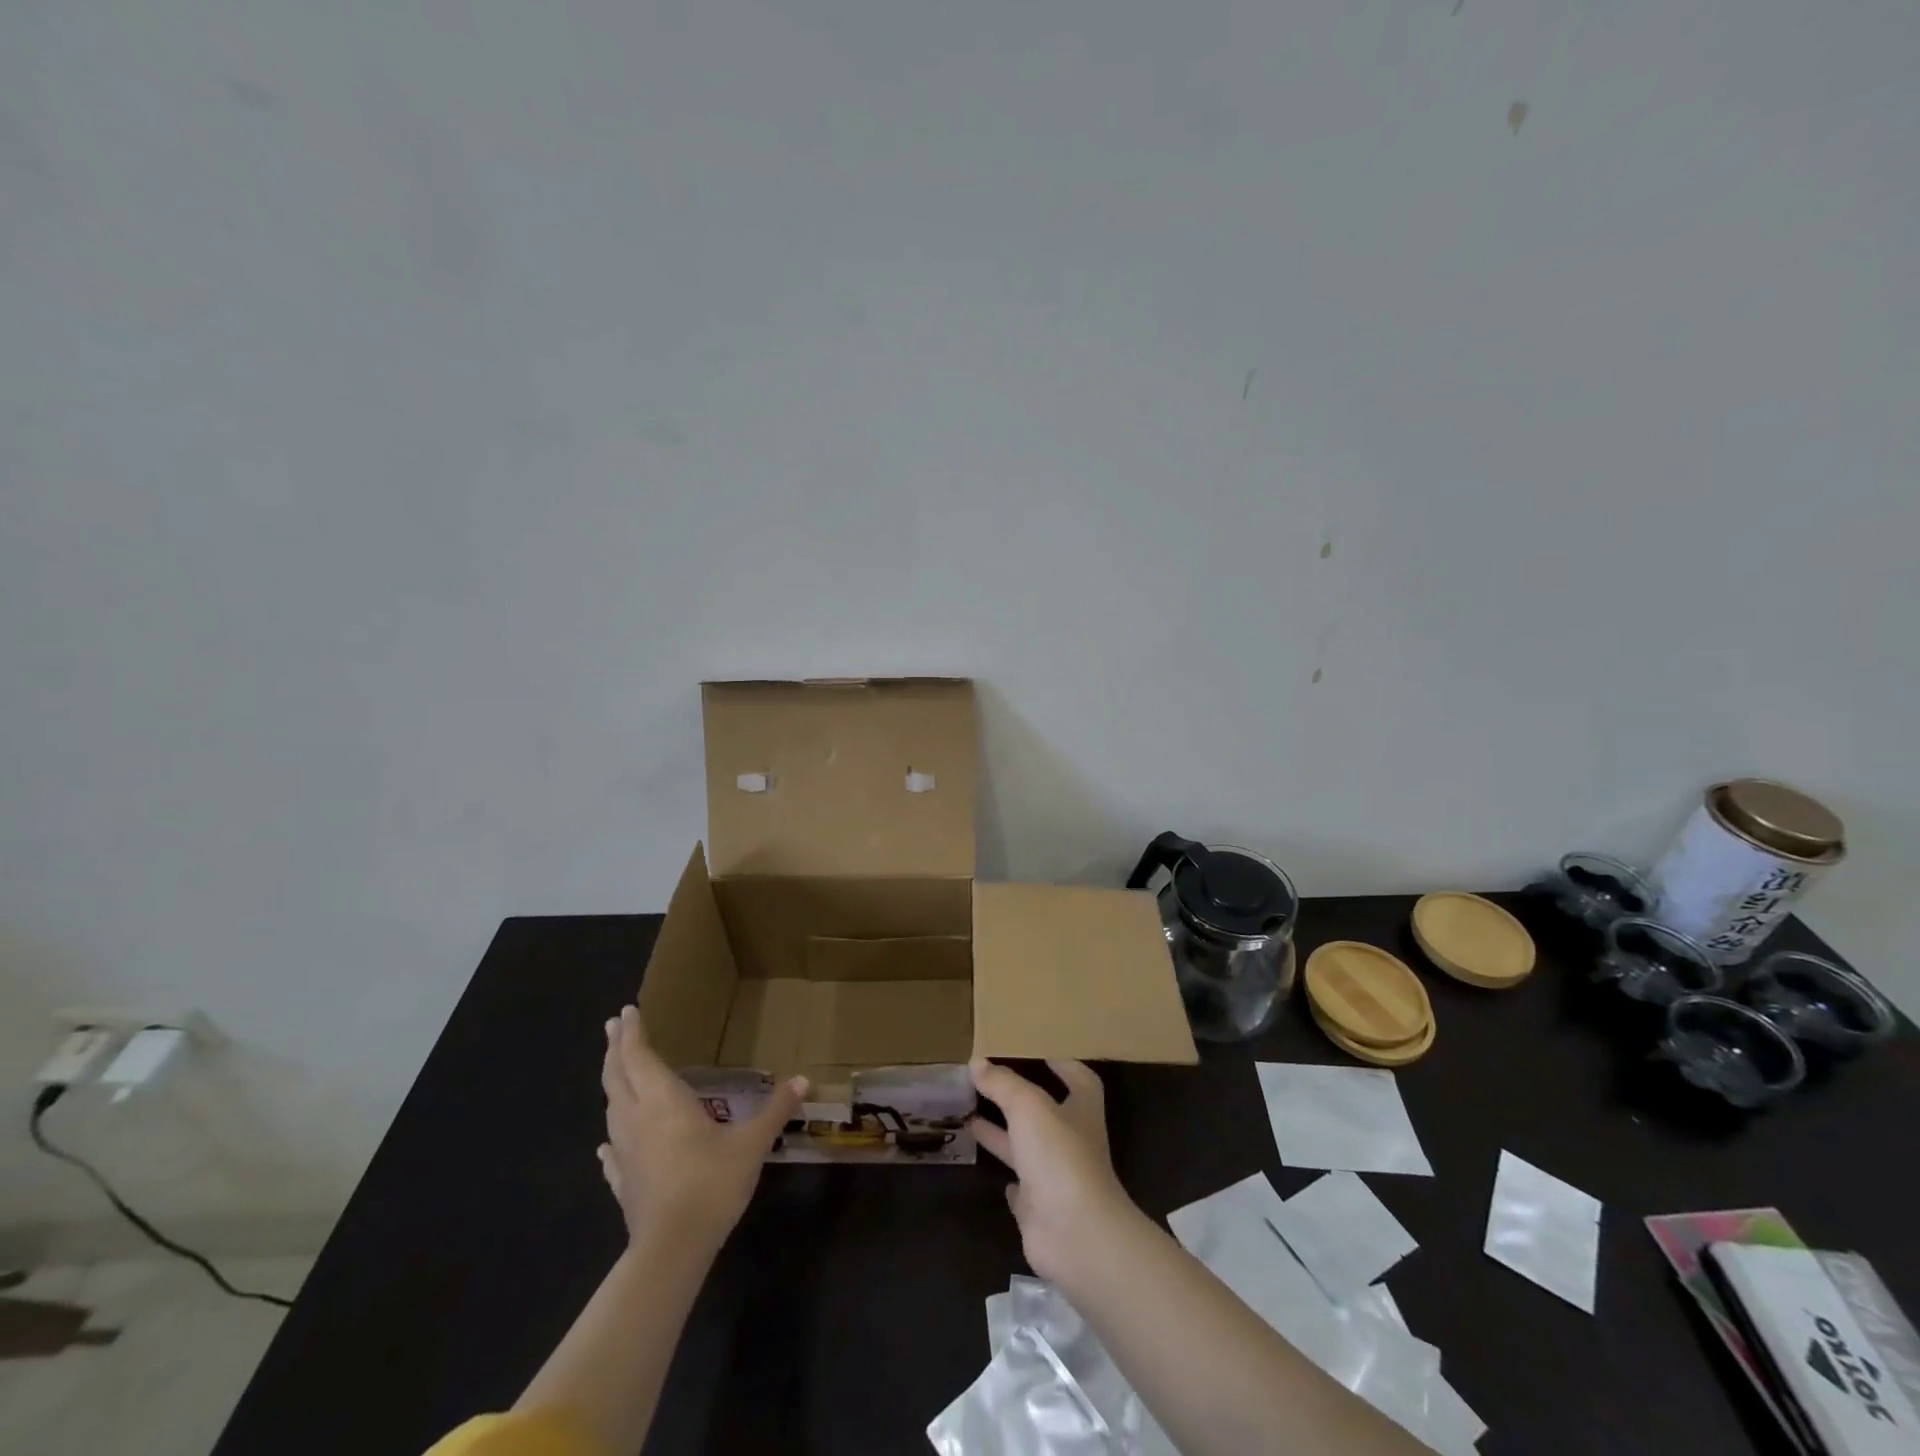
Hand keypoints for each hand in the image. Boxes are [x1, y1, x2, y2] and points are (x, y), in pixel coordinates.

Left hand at [598, 1005, 804, 1250]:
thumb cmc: (711, 1183)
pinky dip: (611, 1136)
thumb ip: (776, 1109)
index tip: (626, 1011)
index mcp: (663, 1101)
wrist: (672, 1249)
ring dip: (613, 1083)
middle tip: (612, 1026)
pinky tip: (607, 1143)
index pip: (641, 1056)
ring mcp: (624, 1152)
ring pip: (611, 1108)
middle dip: (616, 1049)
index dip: (633, 1033)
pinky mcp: (622, 1183)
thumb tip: (803, 1080)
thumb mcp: (752, 1143)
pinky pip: (612, 1150)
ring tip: (616, 1071)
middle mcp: (637, 1118)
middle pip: (618, 1076)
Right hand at [969, 1057, 1134, 1282]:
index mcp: (1080, 1110)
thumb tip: (977, 1062)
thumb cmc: (1059, 1156)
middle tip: (988, 1081)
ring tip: (970, 1115)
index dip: (1063, 1064)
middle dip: (1019, 1098)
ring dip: (1002, 1133)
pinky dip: (1007, 1178)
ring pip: (1026, 1148)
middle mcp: (1071, 1142)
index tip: (1040, 1051)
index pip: (1079, 1079)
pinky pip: (1021, 1189)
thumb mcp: (1028, 1106)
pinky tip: (986, 1166)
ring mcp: (1056, 1178)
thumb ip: (1003, 1083)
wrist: (1074, 1235)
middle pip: (1045, 1113)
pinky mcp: (1040, 1210)